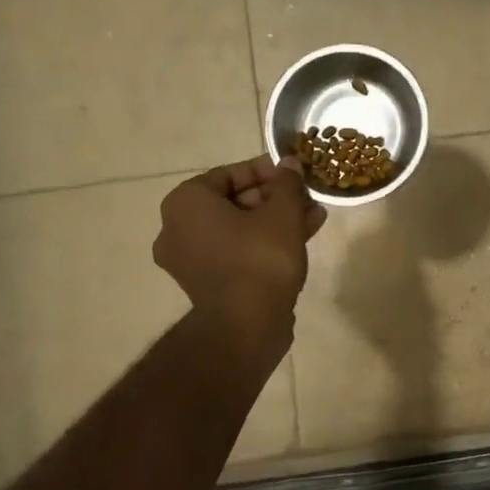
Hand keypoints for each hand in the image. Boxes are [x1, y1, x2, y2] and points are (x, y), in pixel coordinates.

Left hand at [154, 156, 326, 328]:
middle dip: (273, 199)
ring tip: (313, 216)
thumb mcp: (282, 213)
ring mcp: (189, 260)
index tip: (292, 174)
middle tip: (305, 197)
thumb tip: (289, 164)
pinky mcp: (207, 284)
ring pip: (238, 229)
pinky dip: (263, 243)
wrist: (246, 326)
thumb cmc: (259, 258)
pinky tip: (301, 238)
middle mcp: (177, 228)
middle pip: (233, 202)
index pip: (227, 174)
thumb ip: (287, 184)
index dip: (265, 171)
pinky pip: (236, 252)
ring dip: (274, 221)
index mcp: (185, 203)